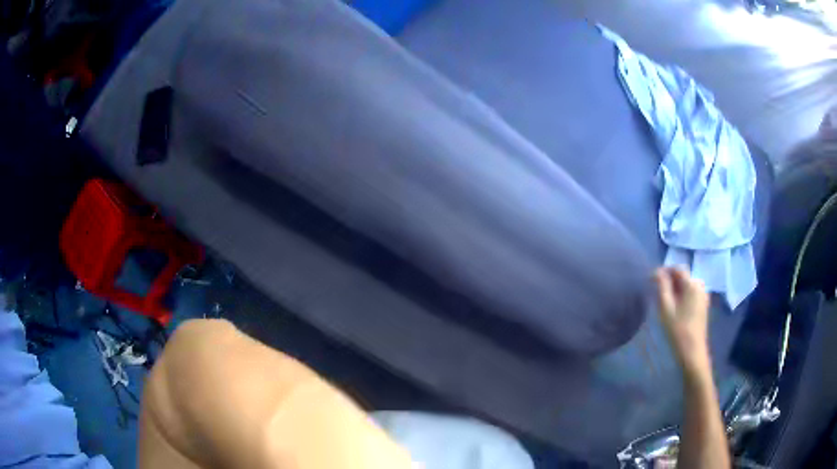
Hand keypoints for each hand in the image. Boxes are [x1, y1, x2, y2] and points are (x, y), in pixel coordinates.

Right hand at [654, 267, 711, 375]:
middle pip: (683, 277)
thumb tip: (657, 271)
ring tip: (665, 301)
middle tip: (657, 293)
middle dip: (670, 281)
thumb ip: (662, 286)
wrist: (692, 351)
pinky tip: (676, 308)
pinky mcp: (703, 305)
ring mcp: (703, 296)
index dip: (664, 271)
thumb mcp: (666, 307)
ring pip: (687, 286)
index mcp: (692, 284)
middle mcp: (700, 286)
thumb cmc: (677, 329)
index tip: (652, 280)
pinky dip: (682, 296)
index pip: (677, 269)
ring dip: (676, 289)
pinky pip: (691, 294)